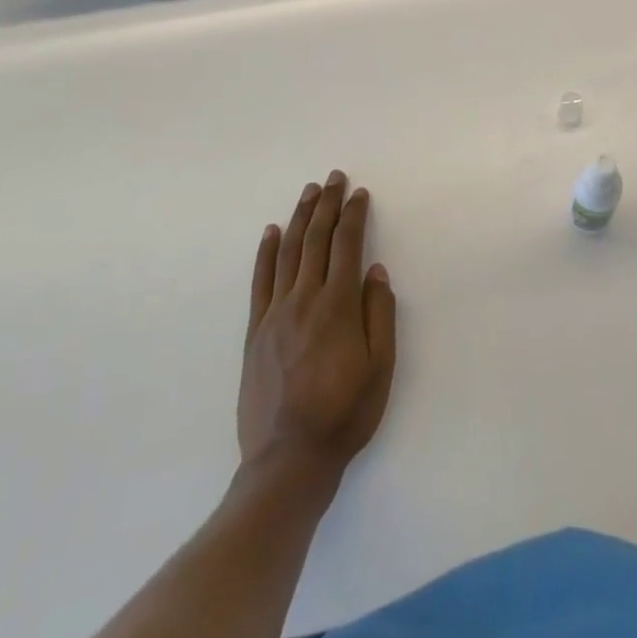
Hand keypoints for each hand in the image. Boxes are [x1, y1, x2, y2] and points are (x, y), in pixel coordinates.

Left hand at [238, 173, 396, 488]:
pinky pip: (260, 281)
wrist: (288, 460)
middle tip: (333, 177)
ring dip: (299, 218)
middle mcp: (304, 300)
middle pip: (315, 240)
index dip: (354, 215)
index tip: (359, 193)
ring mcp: (275, 314)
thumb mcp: (381, 367)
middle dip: (327, 205)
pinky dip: (264, 252)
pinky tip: (270, 232)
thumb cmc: (345, 413)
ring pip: (287, 253)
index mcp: (338, 306)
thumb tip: (376, 271)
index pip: (347, 246)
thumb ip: (380, 314)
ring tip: (308, 192)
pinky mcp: (255, 331)